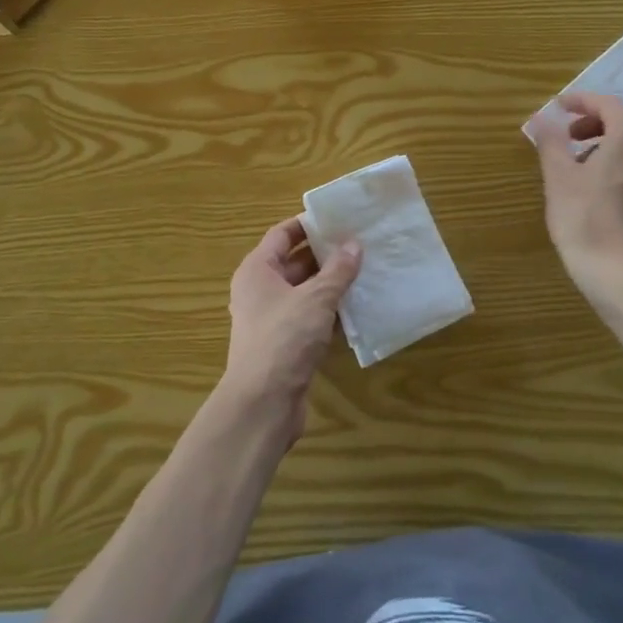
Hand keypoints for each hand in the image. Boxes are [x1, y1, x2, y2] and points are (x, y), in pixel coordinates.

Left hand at [219, 217, 361, 440]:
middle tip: (361, 244)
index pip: (282, 235)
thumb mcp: (315, 298)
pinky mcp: (285, 345)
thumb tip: (354, 244)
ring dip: (331, 285)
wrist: (263, 403)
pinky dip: (329, 313)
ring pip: (304, 293)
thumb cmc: (283, 338)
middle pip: (294, 263)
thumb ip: (337, 271)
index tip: (339, 218)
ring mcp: (271, 319)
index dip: (308, 225)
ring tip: (366, 272)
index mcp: (257, 270)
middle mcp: (259, 290)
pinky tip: (357, 311)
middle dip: (326, 255)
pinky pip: (309, 319)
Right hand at [534, 92, 622, 301]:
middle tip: (574, 137)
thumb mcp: (558, 178)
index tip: (560, 107)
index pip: (609, 103)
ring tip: (591, 166)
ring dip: (619, 145)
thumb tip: (544, 118)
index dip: (583, 101)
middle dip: (602, 121)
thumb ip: (552, 142)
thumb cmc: (585, 221)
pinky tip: (614, 194)